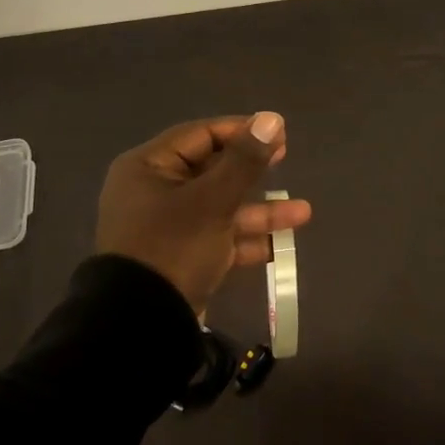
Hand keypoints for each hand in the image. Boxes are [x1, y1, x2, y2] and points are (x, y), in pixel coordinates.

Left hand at [95, 113, 312, 315]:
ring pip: (219, 207)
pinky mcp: (180, 258)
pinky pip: (217, 237)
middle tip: (285, 158)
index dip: (240, 131)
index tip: (277, 133)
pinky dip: (245, 240)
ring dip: (259, 210)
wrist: (140, 326)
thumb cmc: (173, 248)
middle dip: (252, 170)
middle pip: (211, 170)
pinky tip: (281, 245)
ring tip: (303, 213)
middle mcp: (154, 192)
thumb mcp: (213, 201)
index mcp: (148, 168)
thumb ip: (244, 160)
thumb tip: (271, 118)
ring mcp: (167, 227)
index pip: (200, 135)